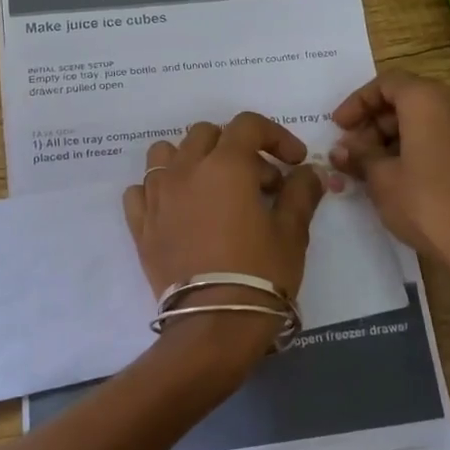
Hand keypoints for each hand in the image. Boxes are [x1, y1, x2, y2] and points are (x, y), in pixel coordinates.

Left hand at [122, 112, 327, 359]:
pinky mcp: (140, 225)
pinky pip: (140, 190)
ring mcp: (156, 196)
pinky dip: (159, 189)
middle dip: (236, 148)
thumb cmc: (260, 273)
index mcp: (225, 165)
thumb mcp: (292, 232)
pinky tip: (178, 209)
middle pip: (206, 134)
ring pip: (165, 153)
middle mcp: (185, 170)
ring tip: (212, 188)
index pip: (248, 125)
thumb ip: (301, 193)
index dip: (276, 136)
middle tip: (259, 183)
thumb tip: (310, 172)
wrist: (213, 324)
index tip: (294, 162)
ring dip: (191, 159)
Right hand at [330, 71, 449, 278]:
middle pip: (413, 100)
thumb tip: (342, 148)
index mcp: (429, 100)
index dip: (357, 102)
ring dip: (410, 136)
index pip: (386, 84)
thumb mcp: (380, 179)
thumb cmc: (424, 205)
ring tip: (385, 164)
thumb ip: (359, 155)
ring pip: (440, 120)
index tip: (339, 127)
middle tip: (356, 152)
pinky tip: (444, 167)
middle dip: (380, 123)